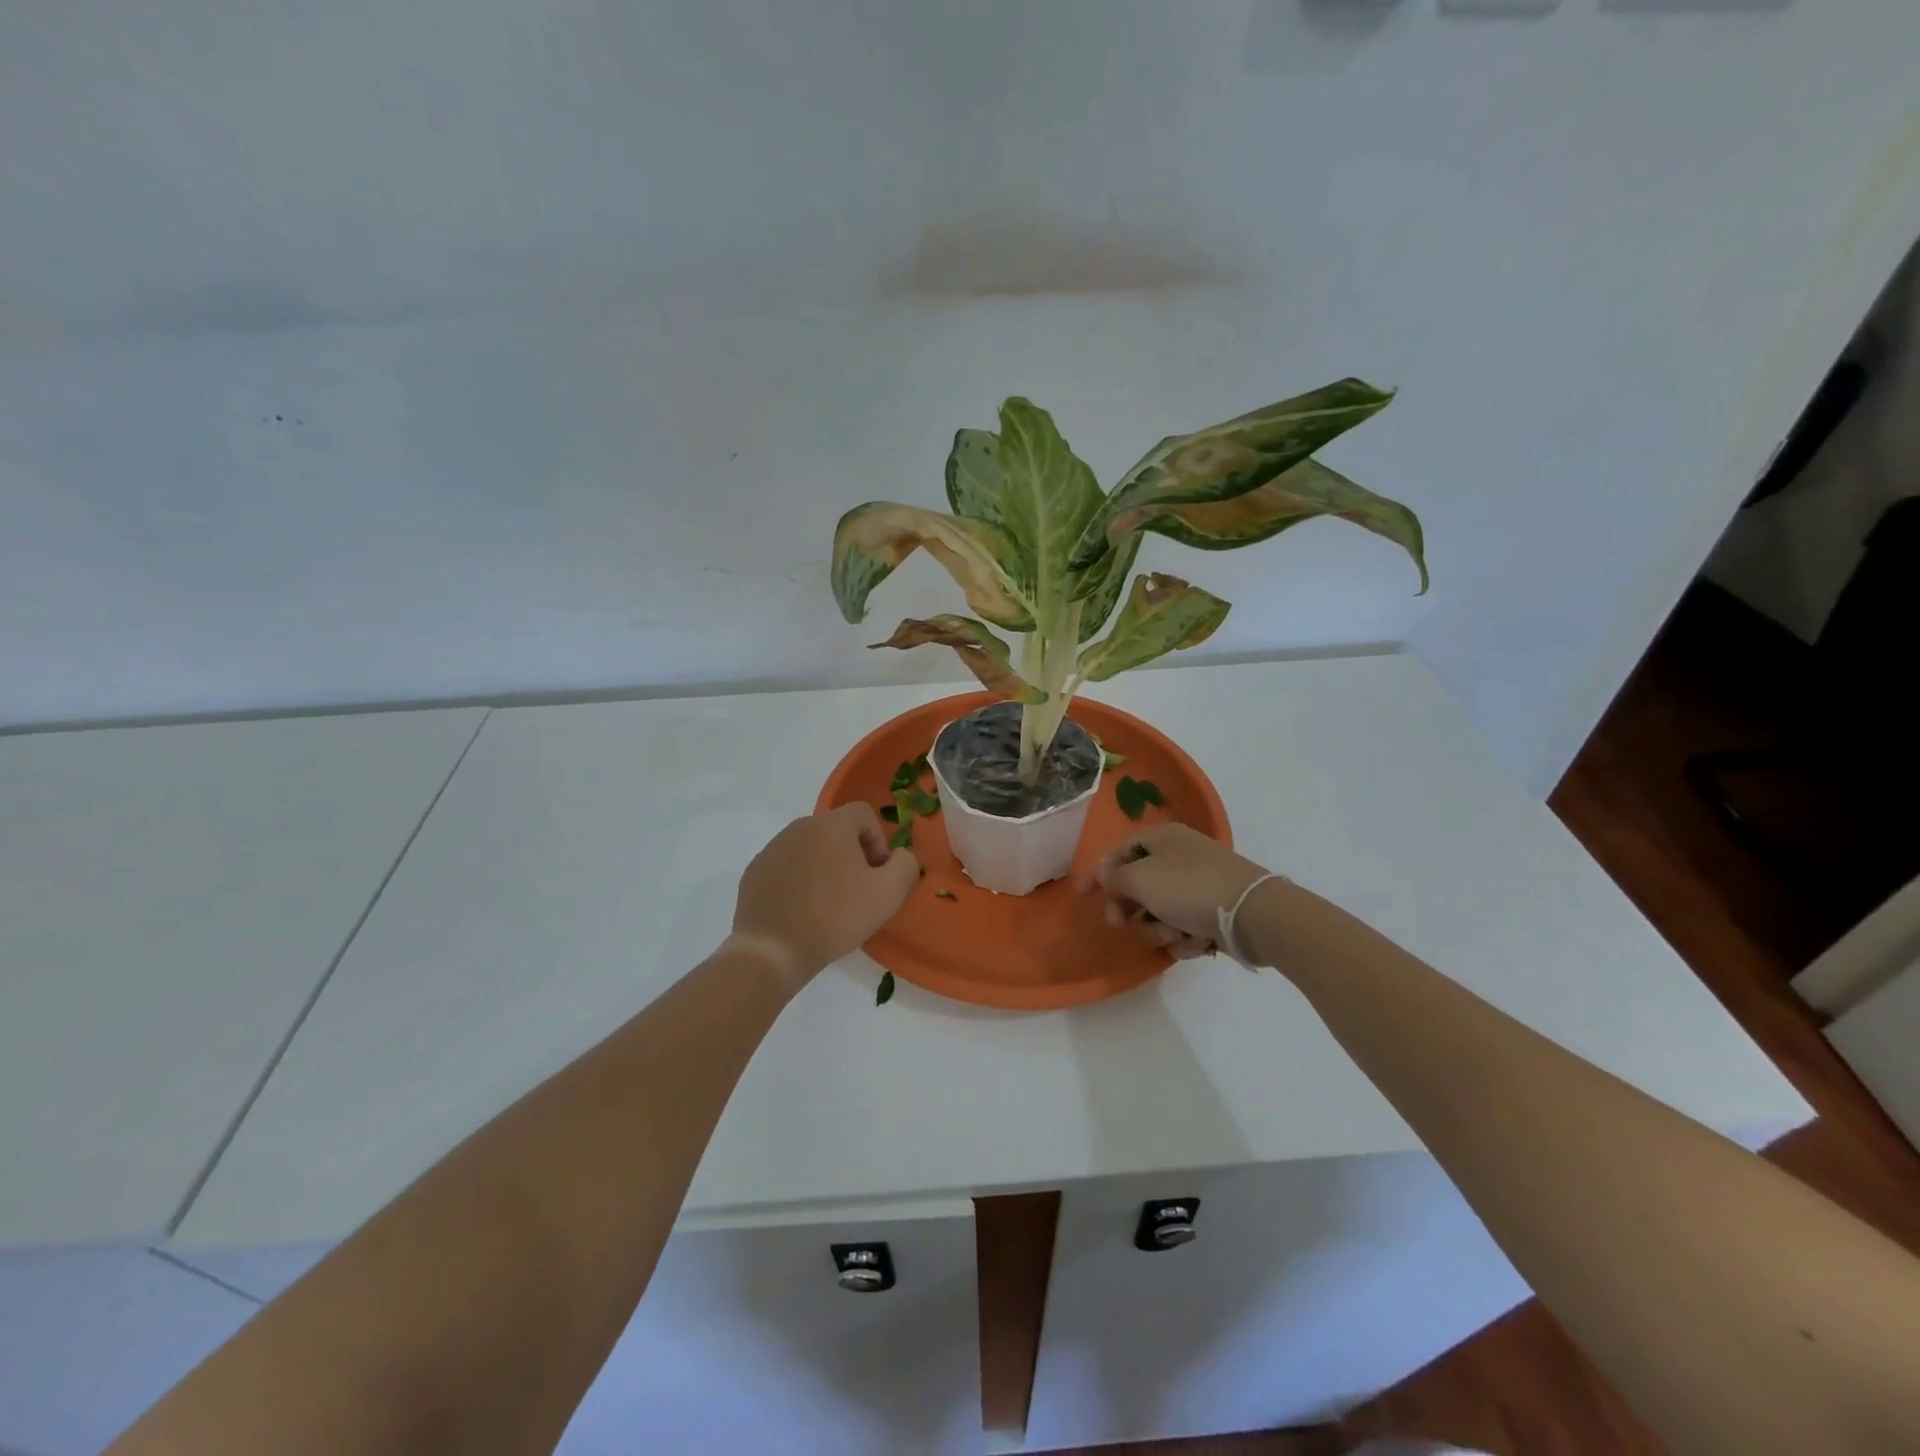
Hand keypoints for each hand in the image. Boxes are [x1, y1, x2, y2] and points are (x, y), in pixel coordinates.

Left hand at [730, 804, 919, 984]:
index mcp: (831, 825)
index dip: (878, 840)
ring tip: (829, 903)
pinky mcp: (755, 871)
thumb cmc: (835, 917)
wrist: (773, 950)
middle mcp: (799, 827)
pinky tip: (802, 910)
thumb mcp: (888, 893)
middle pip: (836, 830)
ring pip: (810, 848)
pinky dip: (799, 881)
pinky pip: (787, 866)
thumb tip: (899, 855)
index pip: (863, 813)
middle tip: (858, 890)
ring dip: (825, 867)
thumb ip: (905, 864)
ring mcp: (772, 849)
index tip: (877, 873)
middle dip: (853, 854)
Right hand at [1076, 823, 1270, 961]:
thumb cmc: (1189, 888)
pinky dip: (1186, 937)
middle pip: (1138, 884)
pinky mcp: (1215, 910)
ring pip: (1161, 911)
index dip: (1098, 873)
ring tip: (1177, 933)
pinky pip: (1185, 926)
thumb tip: (1103, 875)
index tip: (1082, 897)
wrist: (1253, 914)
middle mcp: (1180, 856)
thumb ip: (1113, 878)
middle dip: (1131, 908)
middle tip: (1122, 924)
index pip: (1119, 852)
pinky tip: (1198, 941)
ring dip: (1161, 927)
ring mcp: (1199, 883)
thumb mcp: (1140, 879)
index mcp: (1162, 838)